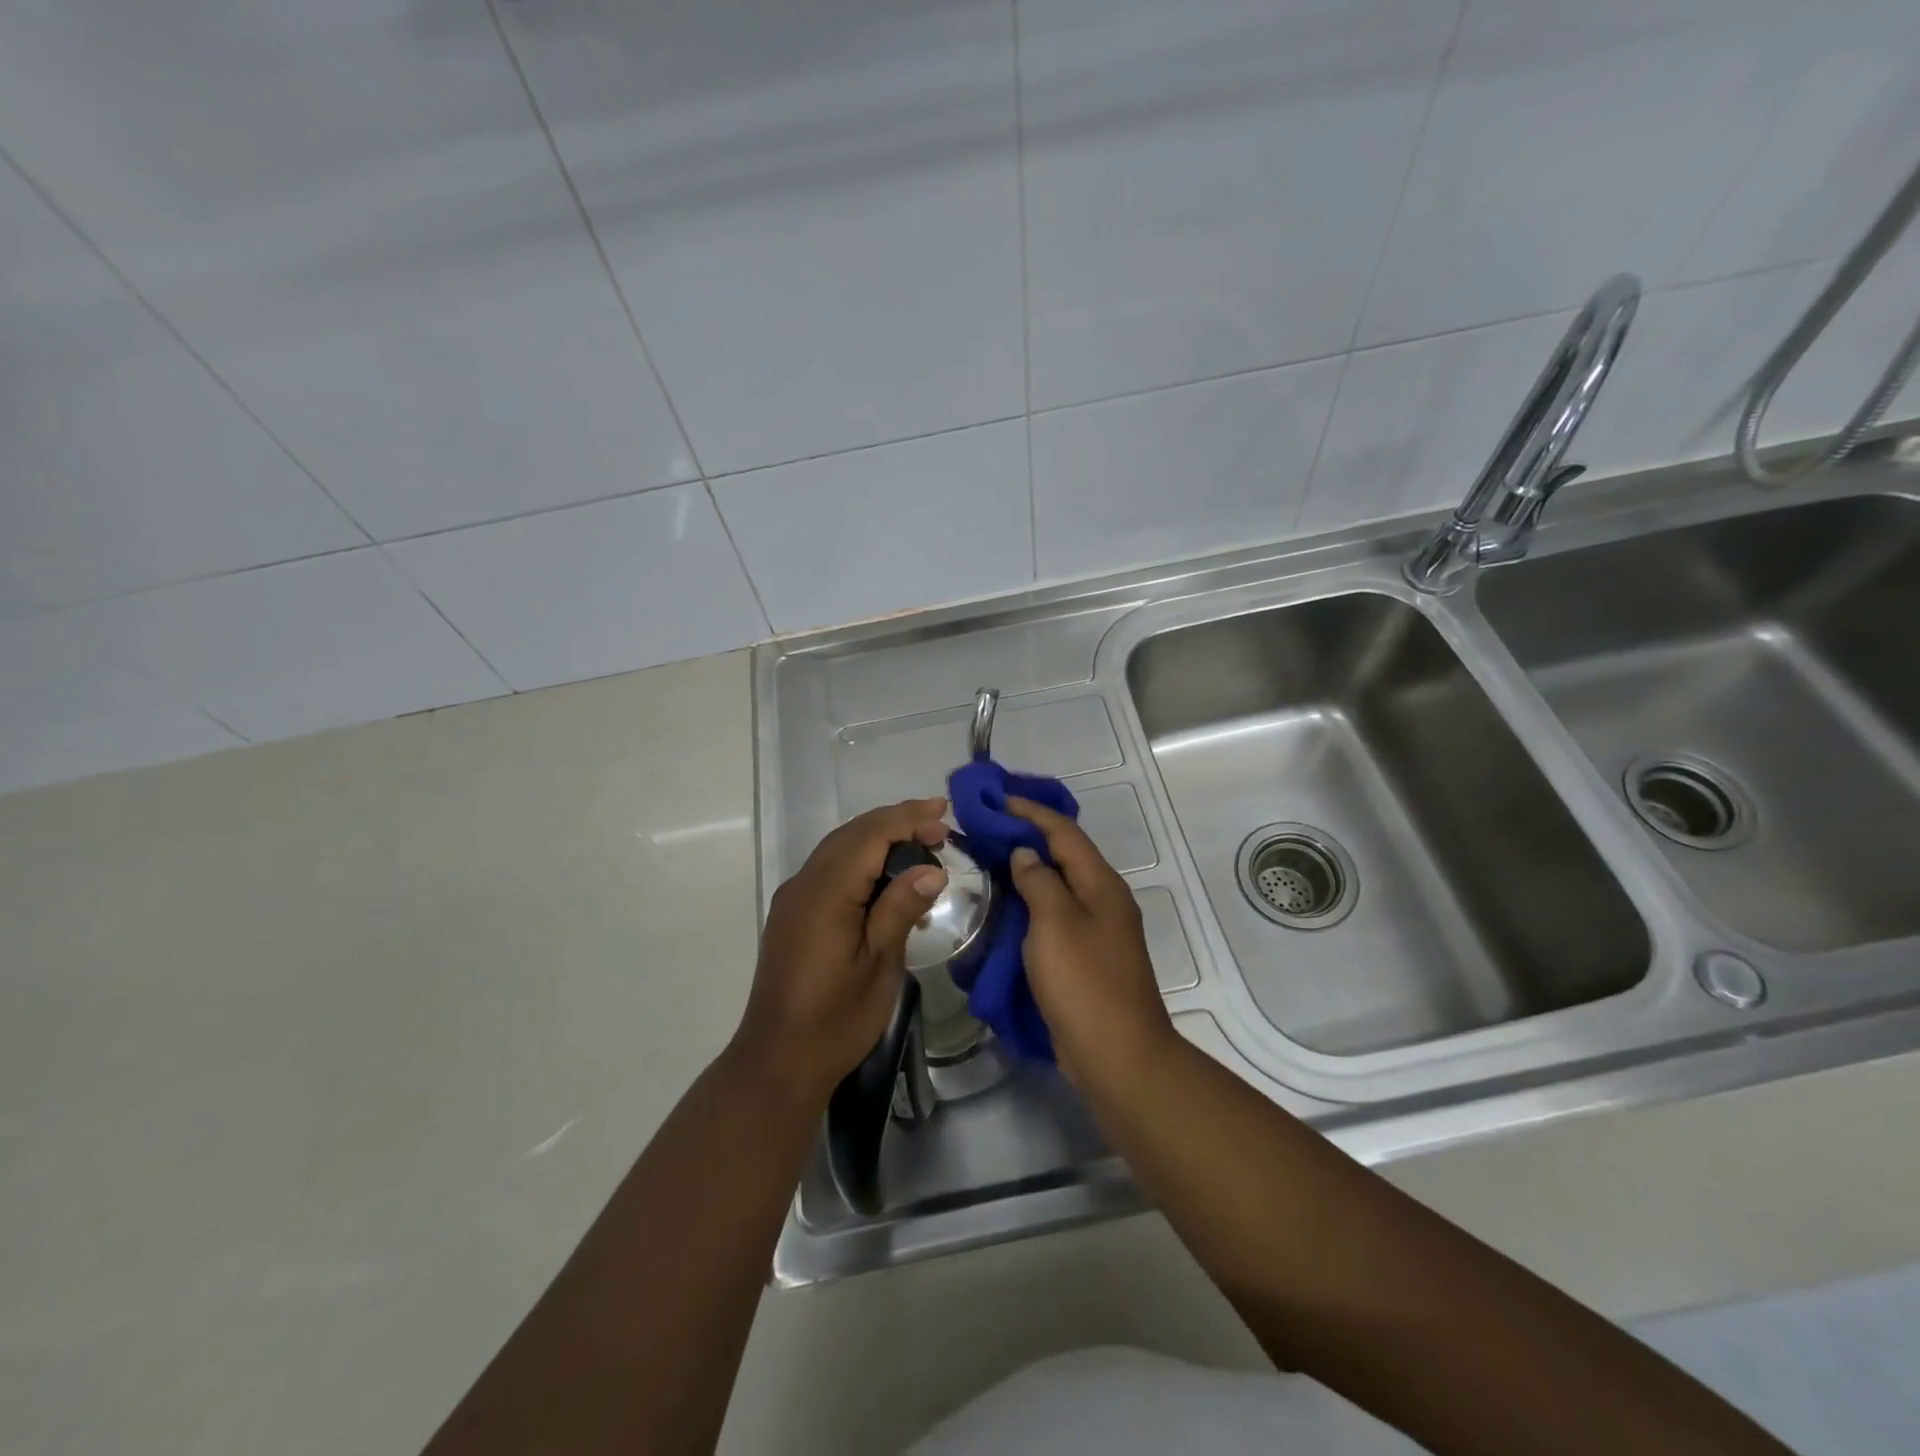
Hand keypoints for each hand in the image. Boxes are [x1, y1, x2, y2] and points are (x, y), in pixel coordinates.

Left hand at [735, 798, 949, 1101]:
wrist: (778, 1061)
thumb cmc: (836, 1019)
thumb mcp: (878, 966)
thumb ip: (900, 910)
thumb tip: (931, 870)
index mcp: (826, 893)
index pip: (870, 835)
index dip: (908, 819)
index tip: (945, 815)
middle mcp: (804, 884)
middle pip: (852, 833)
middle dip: (896, 822)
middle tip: (940, 826)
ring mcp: (794, 898)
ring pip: (838, 847)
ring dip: (878, 837)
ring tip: (920, 842)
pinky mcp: (792, 913)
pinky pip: (829, 868)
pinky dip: (861, 858)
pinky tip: (886, 874)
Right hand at [1005, 796, 1176, 1091]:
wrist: (1118, 1056)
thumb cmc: (1085, 983)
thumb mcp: (1056, 924)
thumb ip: (1039, 882)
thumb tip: (1026, 855)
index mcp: (1102, 885)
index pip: (1064, 832)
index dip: (1031, 812)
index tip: (996, 799)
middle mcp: (1104, 900)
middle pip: (1064, 855)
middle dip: (1028, 836)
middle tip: (986, 827)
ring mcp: (1097, 931)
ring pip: (1059, 886)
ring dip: (1028, 870)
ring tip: (989, 859)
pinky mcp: (1086, 958)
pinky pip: (1055, 916)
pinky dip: (1031, 903)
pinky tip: (1006, 906)